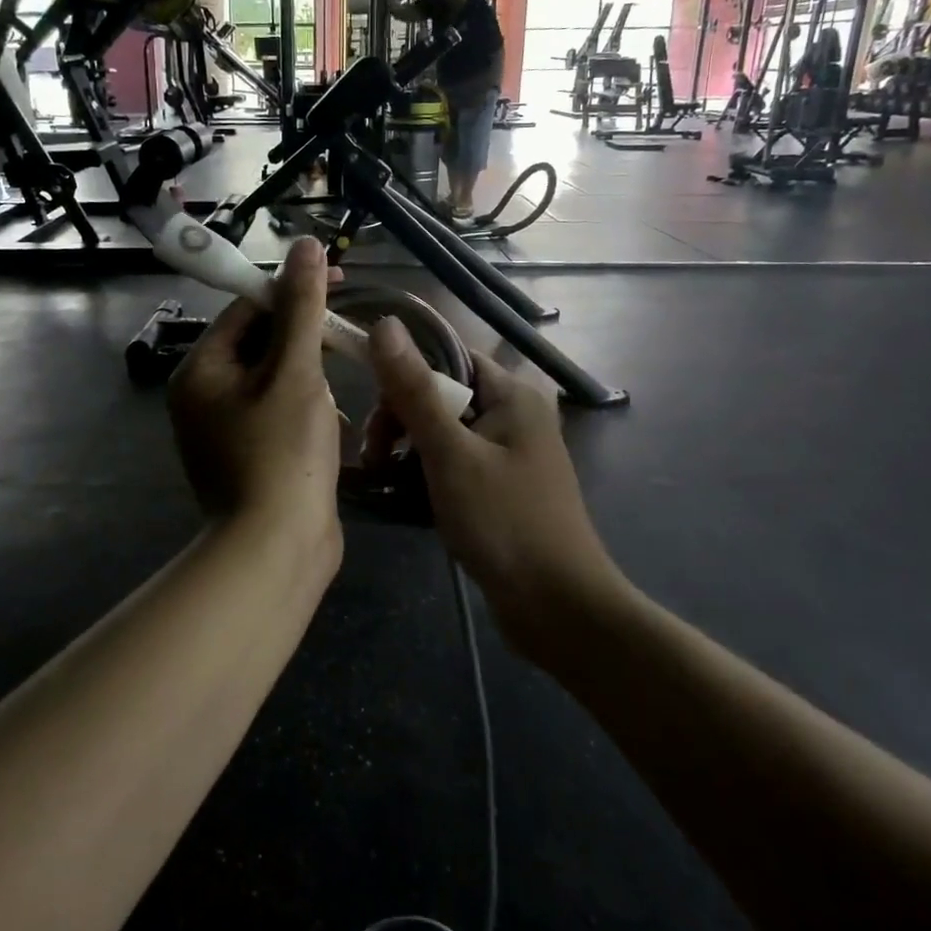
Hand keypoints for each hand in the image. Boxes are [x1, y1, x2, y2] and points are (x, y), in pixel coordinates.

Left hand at [168, 239, 342, 574]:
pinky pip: (280, 416)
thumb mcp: (295, 372)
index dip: (293, 290)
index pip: (247, 308)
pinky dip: (308, 415)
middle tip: (347, 342)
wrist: (277, 550)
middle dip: (307, 342)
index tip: (339, 282)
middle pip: (260, 345)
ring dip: (312, 382)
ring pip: (276, 382)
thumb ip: (301, 308)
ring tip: (337, 399)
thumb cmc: (283, 453)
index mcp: (202, 371)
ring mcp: (225, 432)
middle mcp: (204, 398)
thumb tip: (305, 246)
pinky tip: (334, 432)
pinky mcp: (249, 458)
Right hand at [360, 319, 618, 650]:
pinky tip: (402, 495)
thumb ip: (415, 390)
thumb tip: (385, 323)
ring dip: (408, 450)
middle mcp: (513, 415)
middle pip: (441, 394)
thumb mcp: (450, 453)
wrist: (558, 607)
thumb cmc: (504, 522)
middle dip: (401, 419)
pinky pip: (453, 463)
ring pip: (443, 432)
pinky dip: (426, 474)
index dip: (405, 374)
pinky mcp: (500, 487)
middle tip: (374, 456)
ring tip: (382, 479)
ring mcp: (508, 454)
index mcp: (512, 394)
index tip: (373, 408)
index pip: (447, 357)